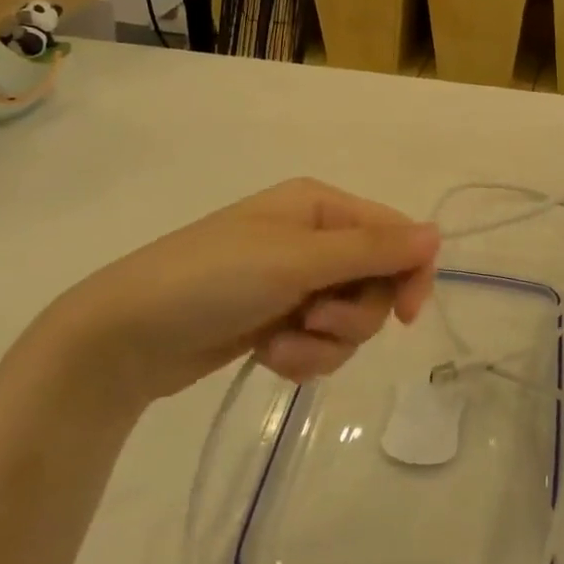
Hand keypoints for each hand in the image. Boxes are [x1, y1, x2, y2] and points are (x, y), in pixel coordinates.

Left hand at [41, 179, 439, 400]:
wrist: (125, 337)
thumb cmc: (212, 279)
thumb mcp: (297, 259)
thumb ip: (372, 249)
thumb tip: (437, 233)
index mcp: (321, 206)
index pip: (395, 234)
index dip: (409, 273)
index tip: (405, 316)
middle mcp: (314, 238)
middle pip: (377, 282)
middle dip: (353, 315)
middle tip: (314, 323)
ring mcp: (295, 281)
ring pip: (351, 320)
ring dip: (324, 343)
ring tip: (281, 346)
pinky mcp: (279, 320)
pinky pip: (321, 343)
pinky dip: (302, 357)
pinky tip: (269, 356)